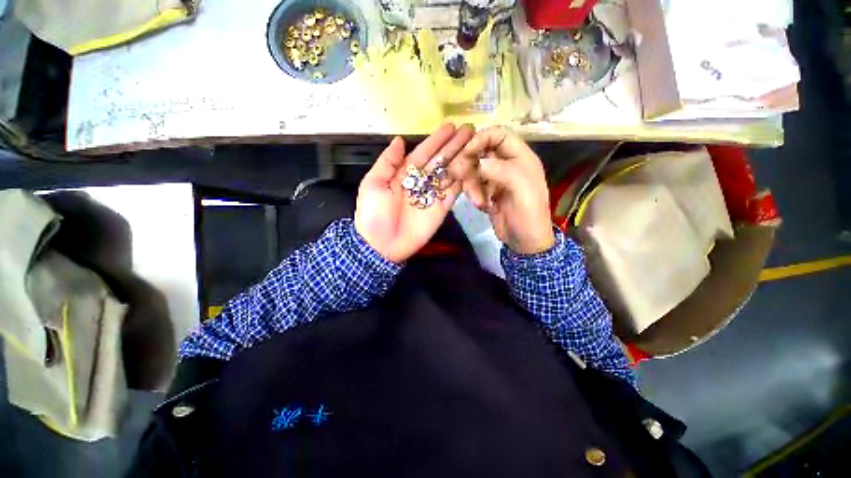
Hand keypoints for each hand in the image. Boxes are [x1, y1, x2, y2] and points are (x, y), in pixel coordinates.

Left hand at [354, 123, 474, 262]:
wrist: (382, 244)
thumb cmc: (374, 214)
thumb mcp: (373, 184)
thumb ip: (387, 162)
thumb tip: (399, 139)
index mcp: (404, 173)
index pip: (423, 152)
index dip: (436, 140)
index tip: (450, 126)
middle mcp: (421, 181)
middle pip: (440, 160)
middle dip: (454, 145)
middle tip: (469, 129)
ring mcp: (432, 195)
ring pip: (449, 173)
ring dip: (462, 159)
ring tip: (475, 145)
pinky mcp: (441, 209)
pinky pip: (454, 193)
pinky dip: (463, 181)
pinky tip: (473, 168)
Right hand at [456, 127, 554, 254]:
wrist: (525, 242)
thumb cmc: (528, 214)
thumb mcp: (521, 189)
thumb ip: (501, 170)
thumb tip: (477, 162)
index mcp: (521, 158)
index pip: (499, 135)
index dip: (482, 138)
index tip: (466, 152)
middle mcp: (508, 165)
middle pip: (482, 152)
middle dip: (470, 164)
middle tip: (458, 174)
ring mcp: (496, 179)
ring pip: (474, 171)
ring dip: (471, 185)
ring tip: (477, 201)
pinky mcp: (488, 192)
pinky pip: (474, 186)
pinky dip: (473, 195)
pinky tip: (481, 206)